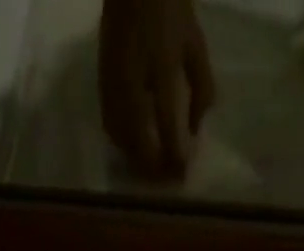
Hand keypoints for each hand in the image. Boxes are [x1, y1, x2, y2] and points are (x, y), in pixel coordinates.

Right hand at [98, 0, 215, 179]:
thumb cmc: (170, 9)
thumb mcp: (195, 46)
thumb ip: (201, 89)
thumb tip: (197, 130)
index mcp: (159, 71)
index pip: (167, 128)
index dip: (175, 158)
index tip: (182, 177)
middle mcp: (131, 86)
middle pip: (140, 145)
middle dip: (154, 169)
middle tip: (168, 180)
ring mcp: (113, 88)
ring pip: (123, 142)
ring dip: (138, 162)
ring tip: (153, 171)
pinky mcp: (102, 88)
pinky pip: (112, 130)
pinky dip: (125, 147)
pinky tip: (136, 150)